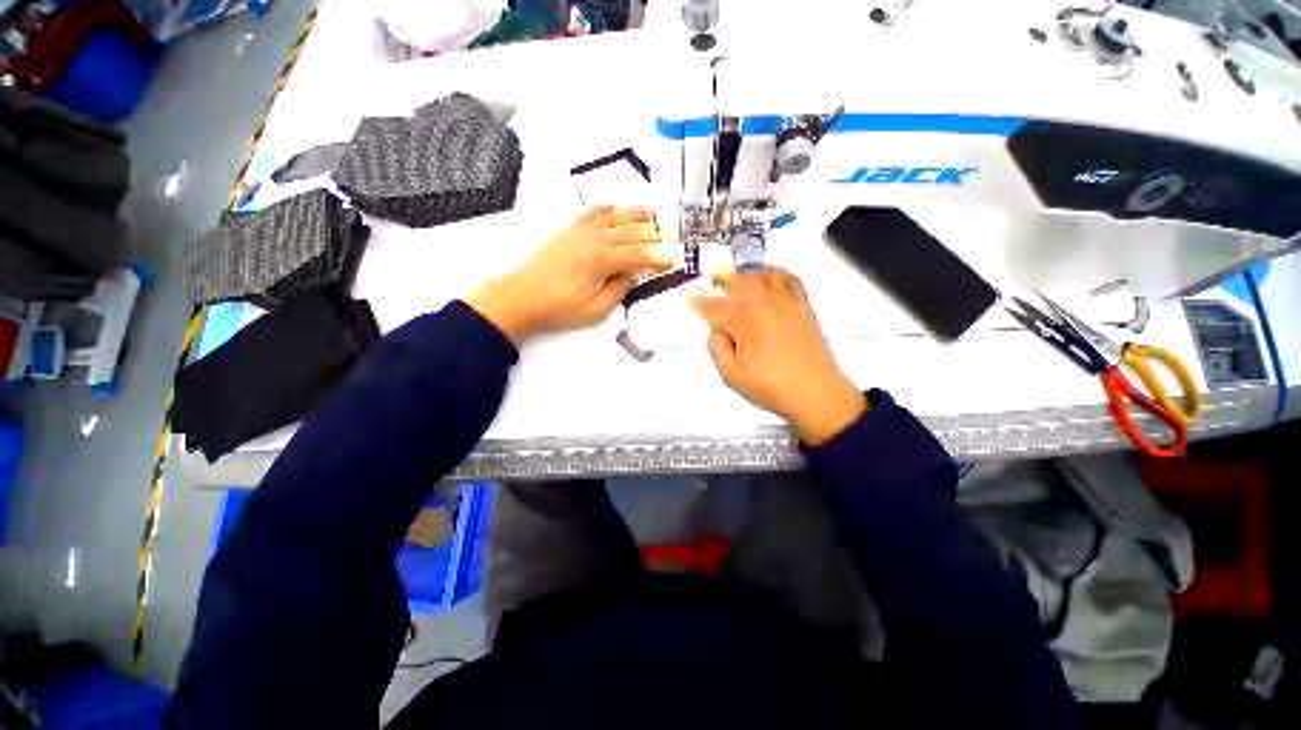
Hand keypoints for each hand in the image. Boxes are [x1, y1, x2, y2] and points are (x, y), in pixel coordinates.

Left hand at [466, 206, 672, 344]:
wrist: (520, 297)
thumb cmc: (559, 309)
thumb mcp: (595, 310)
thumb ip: (619, 290)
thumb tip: (633, 272)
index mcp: (602, 261)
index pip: (638, 255)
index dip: (658, 257)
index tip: (674, 259)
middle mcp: (593, 240)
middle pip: (629, 231)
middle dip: (652, 233)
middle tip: (669, 233)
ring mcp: (579, 232)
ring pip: (613, 217)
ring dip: (633, 213)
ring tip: (651, 212)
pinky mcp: (568, 231)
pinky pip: (590, 213)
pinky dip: (606, 208)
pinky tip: (614, 208)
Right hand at [691, 267, 866, 445]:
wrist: (816, 394)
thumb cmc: (772, 389)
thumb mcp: (733, 377)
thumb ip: (718, 349)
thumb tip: (716, 330)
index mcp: (747, 327)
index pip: (718, 309)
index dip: (701, 302)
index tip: (691, 297)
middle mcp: (767, 309)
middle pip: (741, 283)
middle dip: (723, 277)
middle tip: (712, 277)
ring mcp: (788, 305)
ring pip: (765, 276)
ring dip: (748, 273)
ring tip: (739, 277)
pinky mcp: (803, 307)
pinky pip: (790, 280)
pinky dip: (776, 273)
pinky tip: (769, 279)